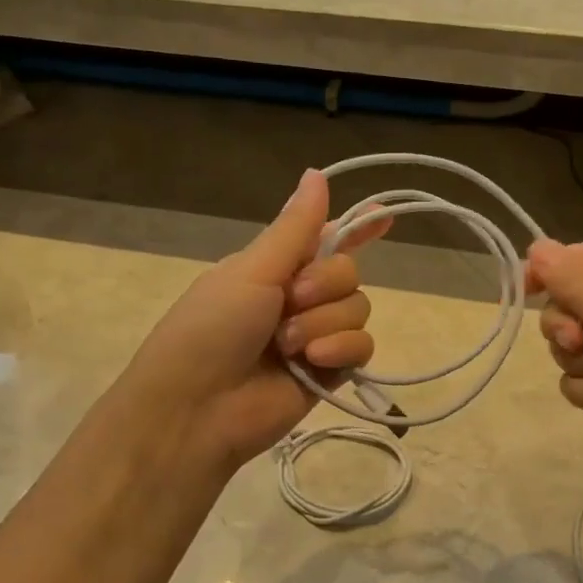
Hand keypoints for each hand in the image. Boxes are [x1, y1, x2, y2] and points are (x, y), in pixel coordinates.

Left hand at [118, 170, 380, 473]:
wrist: (197, 409)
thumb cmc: (211, 329)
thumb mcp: (251, 270)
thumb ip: (295, 228)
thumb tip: (316, 173)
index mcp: (274, 267)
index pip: (323, 238)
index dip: (355, 228)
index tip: (385, 215)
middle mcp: (298, 298)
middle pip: (348, 273)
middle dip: (326, 284)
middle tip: (292, 299)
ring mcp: (316, 336)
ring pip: (358, 309)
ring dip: (325, 322)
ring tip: (287, 345)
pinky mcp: (329, 372)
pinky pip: (362, 347)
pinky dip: (341, 350)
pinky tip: (314, 363)